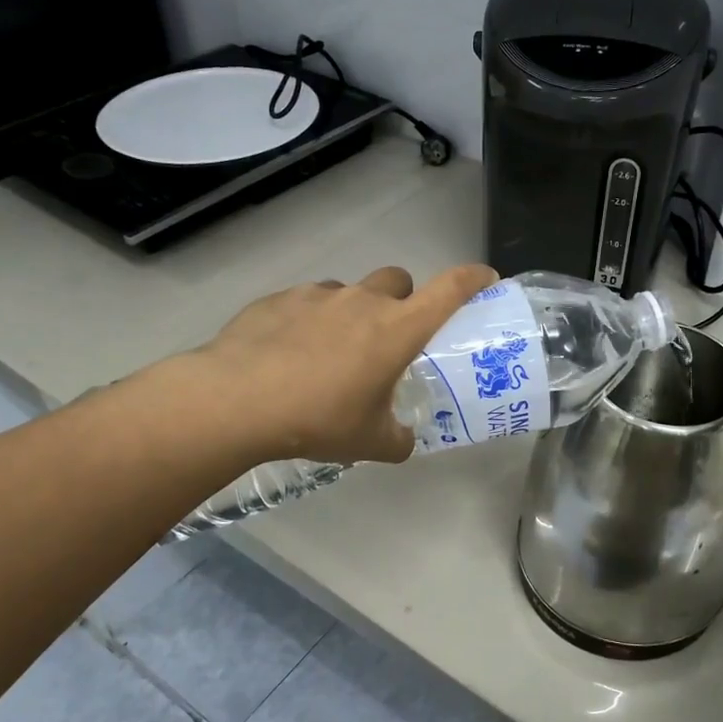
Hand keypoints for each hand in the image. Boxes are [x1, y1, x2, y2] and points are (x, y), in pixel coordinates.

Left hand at [185, 263, 498, 465]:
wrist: (238, 399)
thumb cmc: (319, 419)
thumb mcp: (370, 442)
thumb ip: (398, 438)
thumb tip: (404, 440)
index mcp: (397, 329)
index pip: (450, 289)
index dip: (473, 279)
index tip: (485, 279)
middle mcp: (363, 301)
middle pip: (398, 280)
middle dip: (402, 301)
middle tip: (388, 338)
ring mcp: (319, 295)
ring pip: (350, 292)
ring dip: (353, 313)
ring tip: (332, 353)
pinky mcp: (280, 298)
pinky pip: (309, 302)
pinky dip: (311, 321)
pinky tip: (290, 354)